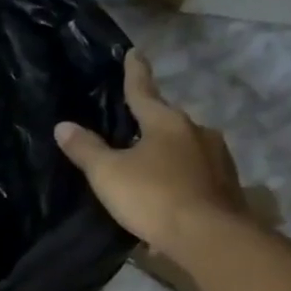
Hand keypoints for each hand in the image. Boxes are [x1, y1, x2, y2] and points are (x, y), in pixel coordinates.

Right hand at [55, 50, 245, 254]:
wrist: (209, 237)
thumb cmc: (154, 198)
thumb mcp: (108, 175)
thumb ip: (86, 150)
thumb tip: (63, 125)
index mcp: (166, 122)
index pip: (144, 91)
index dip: (135, 73)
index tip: (134, 52)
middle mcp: (196, 132)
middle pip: (169, 121)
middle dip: (152, 123)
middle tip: (135, 128)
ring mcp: (217, 159)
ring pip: (186, 149)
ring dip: (169, 156)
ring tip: (152, 170)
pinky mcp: (227, 186)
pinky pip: (197, 177)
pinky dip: (182, 182)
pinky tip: (171, 198)